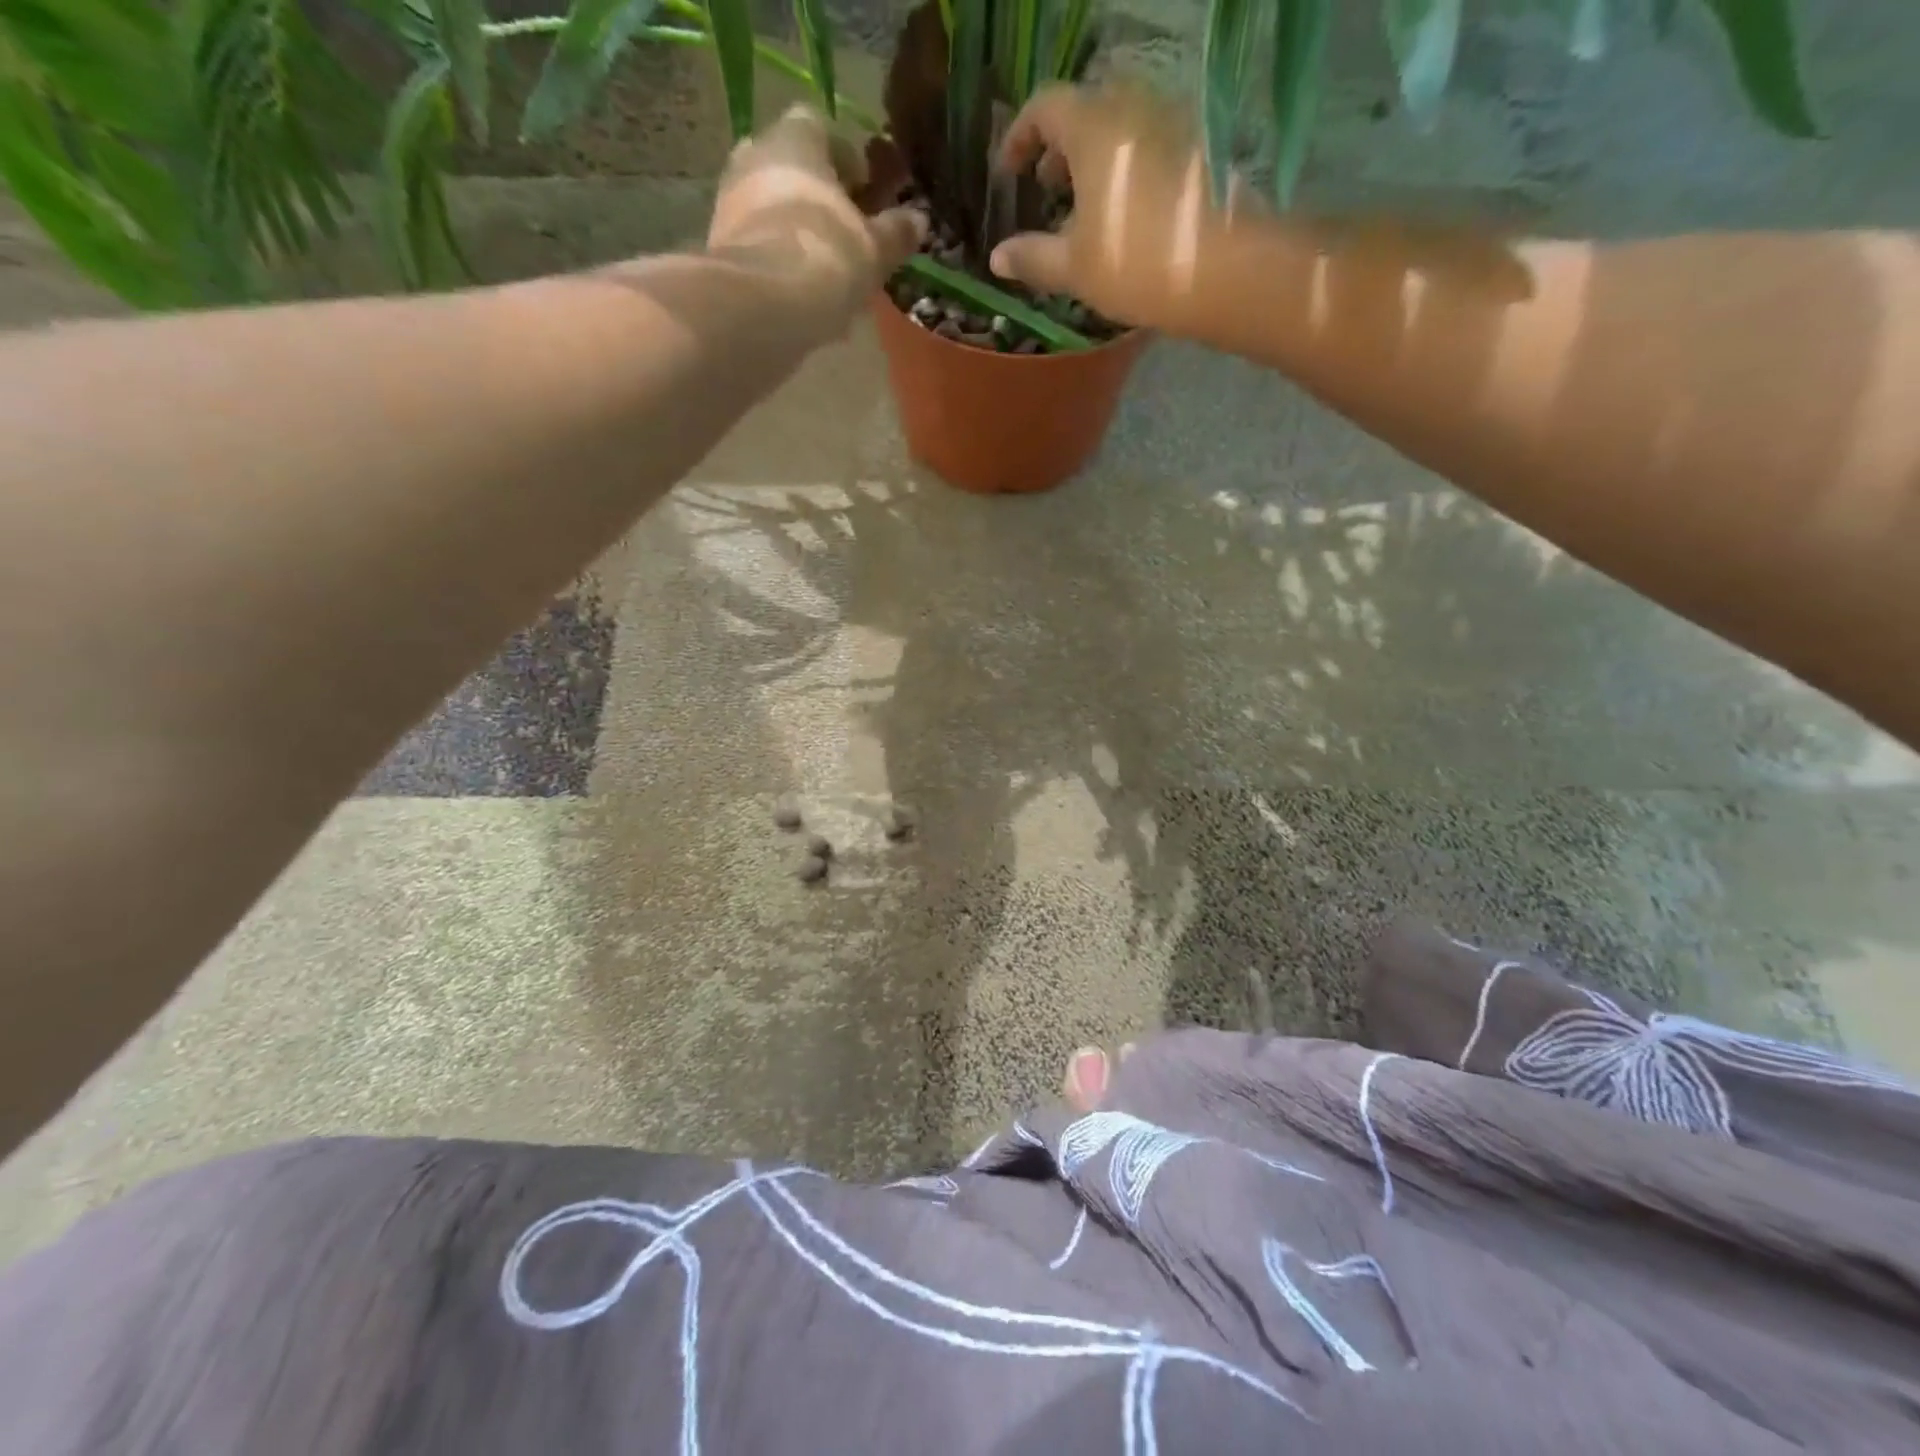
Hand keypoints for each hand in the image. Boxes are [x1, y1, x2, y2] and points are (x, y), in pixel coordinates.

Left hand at [707, 106, 926, 336]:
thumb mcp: (874, 249)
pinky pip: (757, 244)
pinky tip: (800, 292)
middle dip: (818, 197)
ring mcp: (729, 200)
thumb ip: (895, 232)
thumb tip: (918, 220)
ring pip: (772, 208)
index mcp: (795, 139)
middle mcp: (755, 155)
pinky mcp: (718, 246)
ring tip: (826, 272)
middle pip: (792, 167)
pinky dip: (778, 260)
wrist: (763, 307)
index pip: (821, 127)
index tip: (866, 194)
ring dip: (797, 231)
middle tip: (846, 234)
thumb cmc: (827, 258)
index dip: (847, 159)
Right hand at [990, 84, 1238, 336]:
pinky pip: (1148, 149)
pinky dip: (1125, 172)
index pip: (1045, 107)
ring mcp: (1172, 125)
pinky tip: (1122, 218)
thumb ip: (1032, 257)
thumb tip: (997, 257)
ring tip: (1083, 210)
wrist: (1224, 271)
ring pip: (1120, 131)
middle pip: (1085, 113)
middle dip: (1059, 149)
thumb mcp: (1074, 268)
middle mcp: (1134, 109)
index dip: (1020, 137)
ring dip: (1094, 162)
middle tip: (1045, 188)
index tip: (1009, 171)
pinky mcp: (1198, 152)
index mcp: (1094, 125)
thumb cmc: (1135, 264)